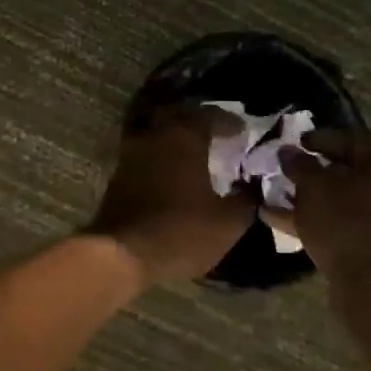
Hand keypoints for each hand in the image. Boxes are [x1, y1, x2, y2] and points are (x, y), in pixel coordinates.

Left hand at [87, 106, 255, 283]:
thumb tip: (253, 187)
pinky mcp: (118, 175)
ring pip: (157, 132)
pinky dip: (160, 156)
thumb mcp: (227, 223)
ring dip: (175, 137)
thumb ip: (246, 199)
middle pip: (178, 115)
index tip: (243, 132)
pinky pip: (144, 153)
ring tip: (194, 153)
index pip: (210, 115)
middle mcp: (154, 135)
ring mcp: (131, 153)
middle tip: (216, 134)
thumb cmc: (181, 232)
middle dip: (199, 121)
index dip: (229, 122)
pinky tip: (171, 173)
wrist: (122, 255)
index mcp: (184, 137)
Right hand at [279, 130, 370, 355]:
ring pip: (345, 200)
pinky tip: (282, 220)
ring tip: (279, 196)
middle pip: (350, 171)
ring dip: (312, 197)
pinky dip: (319, 219)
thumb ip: (299, 165)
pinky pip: (346, 223)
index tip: (296, 142)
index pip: (353, 139)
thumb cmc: (345, 225)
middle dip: (316, 171)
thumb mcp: (314, 188)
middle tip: (288, 170)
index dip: (321, 138)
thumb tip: (287, 151)